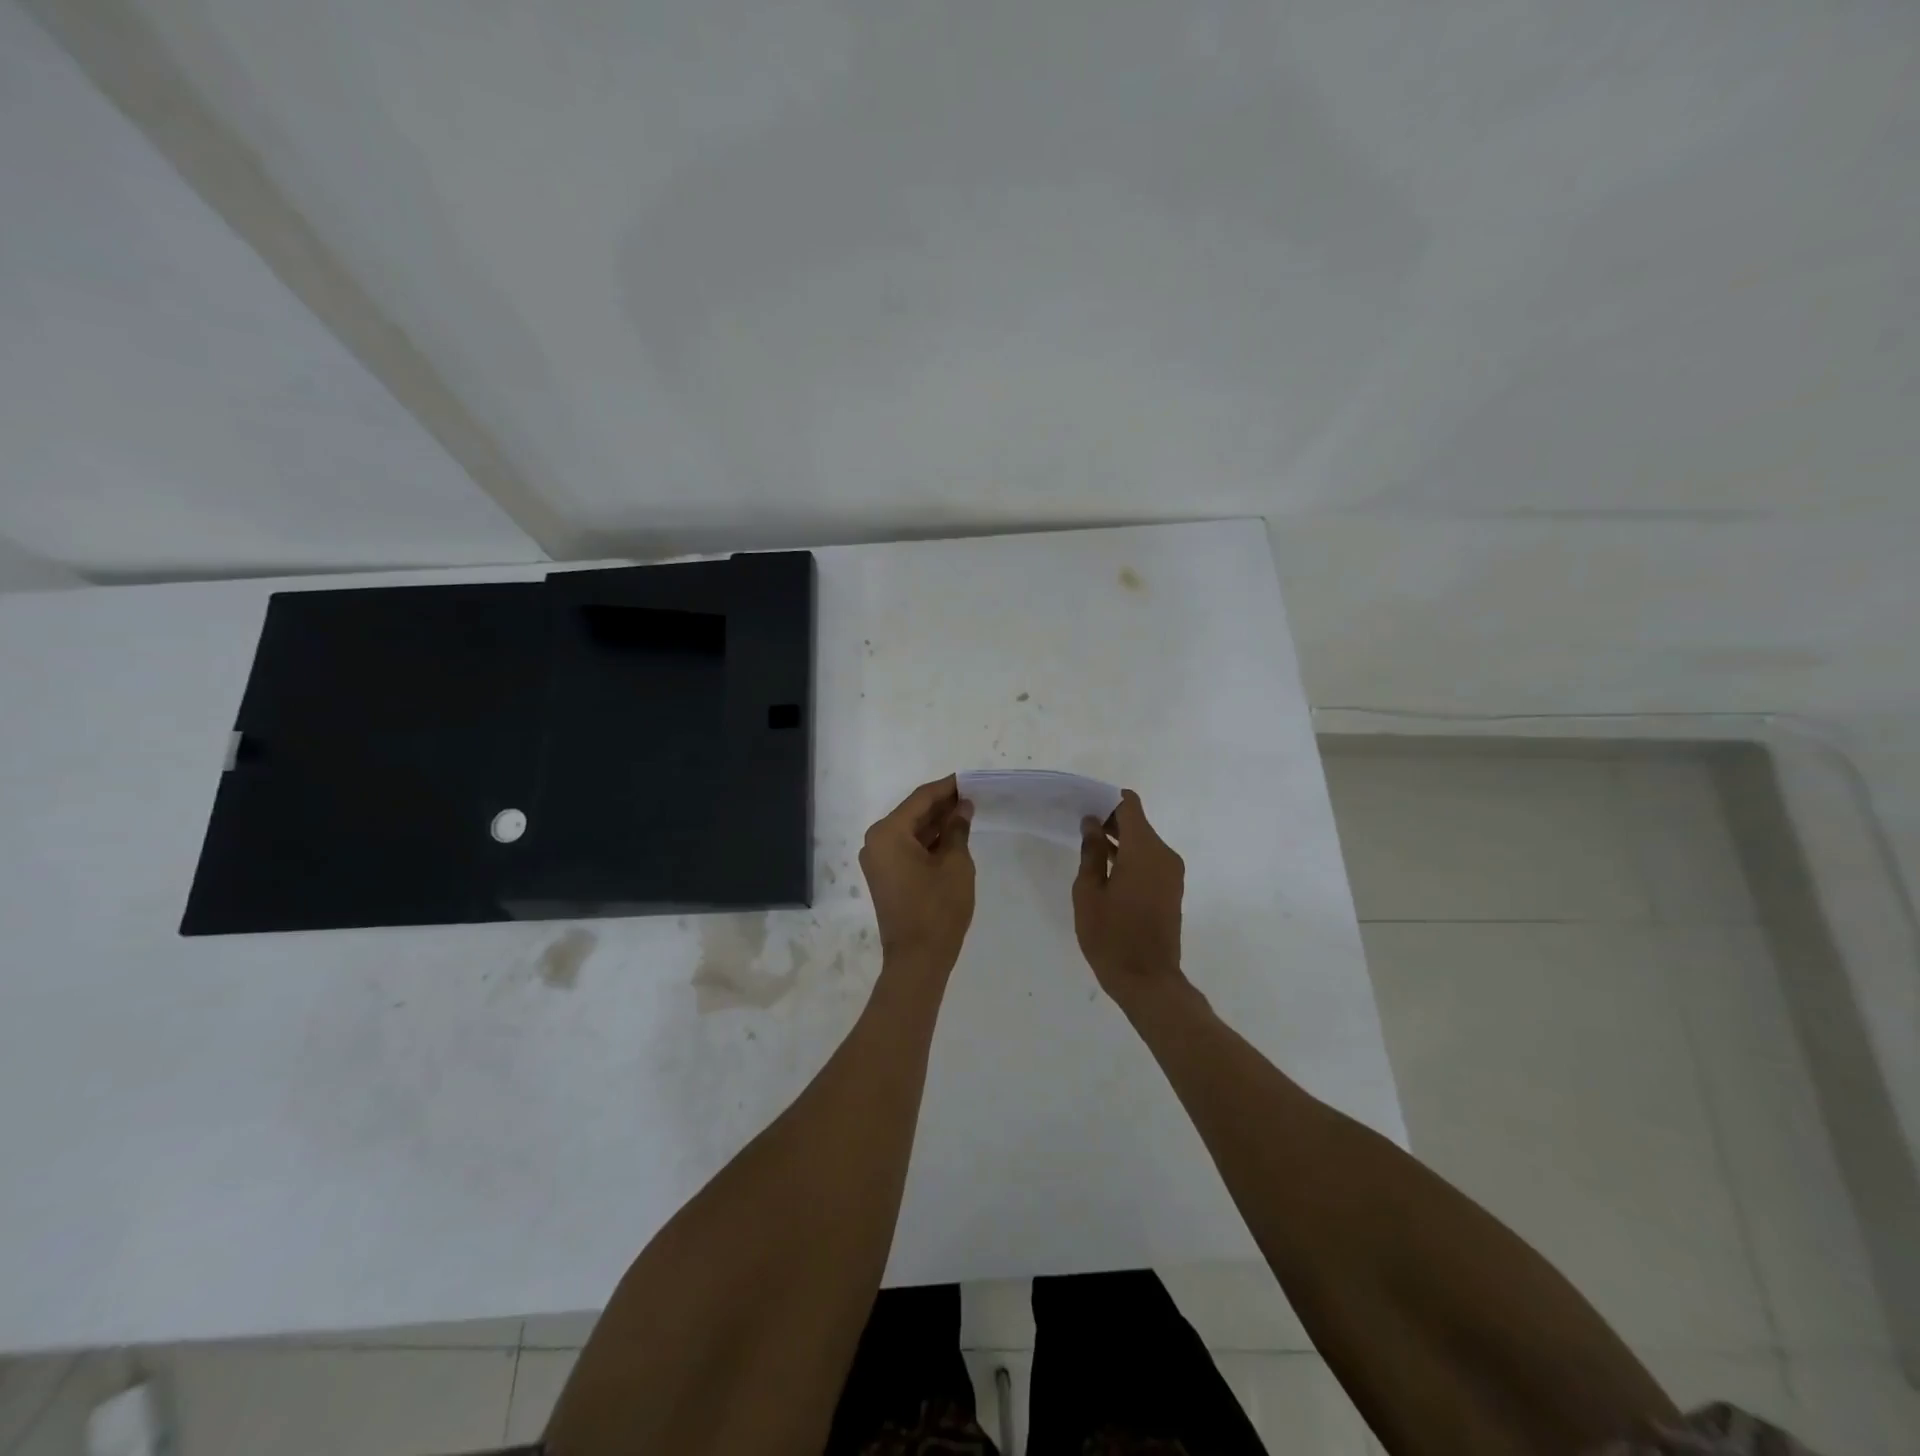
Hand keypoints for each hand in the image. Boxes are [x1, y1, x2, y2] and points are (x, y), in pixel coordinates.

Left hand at [859, 775, 975, 973]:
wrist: (917, 959)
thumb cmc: (938, 908)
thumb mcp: (955, 864)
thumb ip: (957, 829)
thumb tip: (962, 808)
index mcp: (888, 832)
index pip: (921, 799)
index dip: (947, 788)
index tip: (969, 779)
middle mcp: (876, 841)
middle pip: (913, 813)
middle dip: (942, 805)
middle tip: (972, 796)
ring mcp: (878, 860)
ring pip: (911, 831)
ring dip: (936, 823)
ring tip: (967, 813)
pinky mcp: (885, 876)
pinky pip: (907, 848)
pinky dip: (928, 841)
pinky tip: (952, 836)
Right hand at [1073, 790, 1186, 1007]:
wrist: (1148, 980)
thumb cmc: (1111, 936)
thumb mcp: (1089, 892)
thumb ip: (1091, 853)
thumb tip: (1092, 824)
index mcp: (1144, 850)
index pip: (1129, 806)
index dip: (1106, 800)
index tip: (1084, 805)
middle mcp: (1164, 854)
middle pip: (1137, 823)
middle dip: (1110, 820)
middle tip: (1080, 825)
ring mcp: (1171, 872)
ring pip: (1144, 841)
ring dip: (1120, 840)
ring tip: (1088, 847)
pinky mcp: (1172, 888)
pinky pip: (1150, 859)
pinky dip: (1130, 857)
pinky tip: (1106, 868)